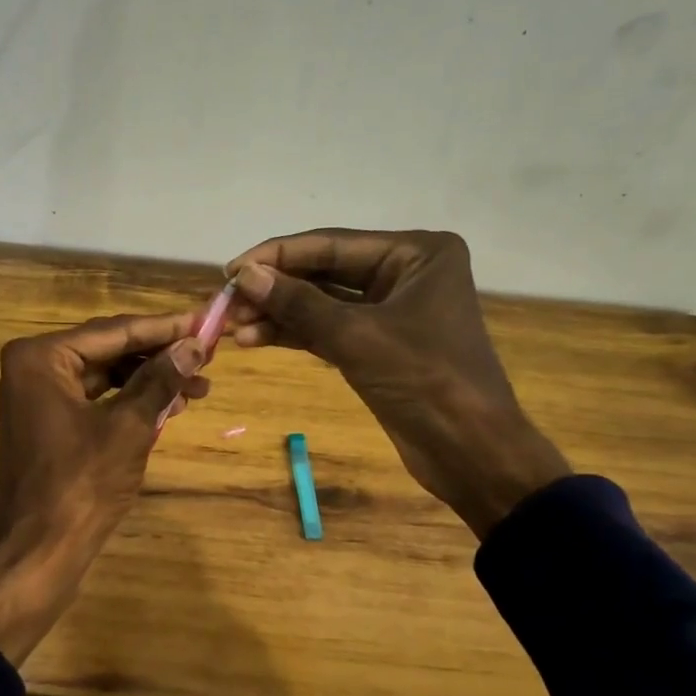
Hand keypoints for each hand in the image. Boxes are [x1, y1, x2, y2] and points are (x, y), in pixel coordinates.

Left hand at [0, 312, 208, 662]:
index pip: (115, 331)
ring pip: (104, 375)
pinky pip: (95, 399)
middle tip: (207, 356)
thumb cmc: (82, 484)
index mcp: (41, 357)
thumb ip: (160, 380)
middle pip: (108, 349)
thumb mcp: (129, 427)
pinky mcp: (48, 423)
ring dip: (149, 380)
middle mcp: (33, 367)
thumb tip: (195, 345)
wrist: (41, 551)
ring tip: (198, 386)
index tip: (206, 320)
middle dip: (159, 355)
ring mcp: (37, 396)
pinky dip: (129, 401)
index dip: (164, 327)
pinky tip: (168, 406)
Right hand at [227, 229, 569, 537]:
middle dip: (274, 288)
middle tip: (226, 304)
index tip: (230, 270)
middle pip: (324, 271)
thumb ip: (298, 303)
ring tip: (231, 327)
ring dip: (278, 314)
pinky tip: (254, 339)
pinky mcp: (378, 345)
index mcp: (416, 253)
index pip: (332, 244)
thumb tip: (244, 275)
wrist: (469, 452)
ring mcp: (391, 310)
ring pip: (322, 303)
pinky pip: (328, 329)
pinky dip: (294, 334)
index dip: (277, 256)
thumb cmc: (424, 380)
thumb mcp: (356, 337)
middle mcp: (405, 272)